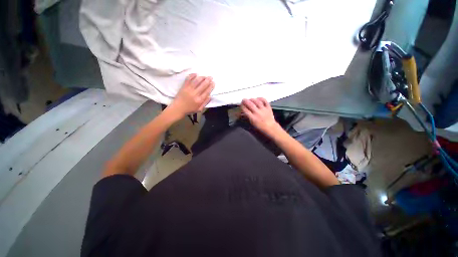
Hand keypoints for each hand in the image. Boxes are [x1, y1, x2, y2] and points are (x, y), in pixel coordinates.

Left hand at [169, 74, 214, 117]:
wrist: (178, 108)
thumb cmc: (190, 109)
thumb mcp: (199, 109)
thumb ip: (205, 103)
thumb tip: (210, 96)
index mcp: (199, 100)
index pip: (207, 91)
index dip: (211, 86)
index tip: (213, 83)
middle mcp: (195, 94)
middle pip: (203, 85)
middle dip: (208, 80)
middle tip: (211, 77)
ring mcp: (189, 89)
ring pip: (196, 81)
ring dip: (201, 77)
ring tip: (205, 76)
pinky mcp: (184, 86)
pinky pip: (188, 79)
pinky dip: (192, 75)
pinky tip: (196, 74)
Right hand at [241, 98, 280, 136]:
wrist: (270, 128)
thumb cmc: (260, 127)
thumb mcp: (252, 123)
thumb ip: (247, 117)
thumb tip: (242, 113)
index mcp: (253, 118)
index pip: (245, 110)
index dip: (242, 106)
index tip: (241, 105)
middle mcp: (258, 113)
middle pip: (250, 104)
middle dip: (245, 101)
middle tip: (243, 100)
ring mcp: (263, 110)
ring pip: (257, 102)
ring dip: (252, 99)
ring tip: (250, 99)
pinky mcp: (268, 108)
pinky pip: (265, 101)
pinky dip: (261, 98)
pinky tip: (258, 98)